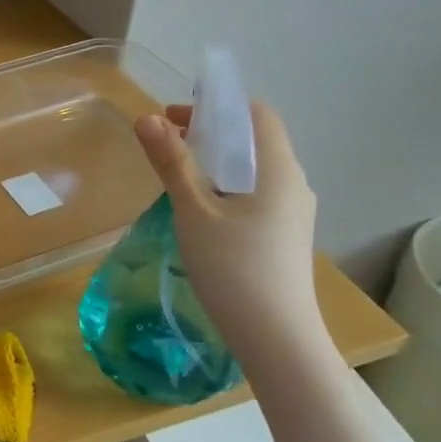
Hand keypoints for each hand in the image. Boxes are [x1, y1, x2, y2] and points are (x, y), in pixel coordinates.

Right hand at [134, 101, 324, 368]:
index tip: (175, 117)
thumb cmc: (233, 267)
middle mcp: (293, 184)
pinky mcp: (284, 235)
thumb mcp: (194, 211)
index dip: (217, 105)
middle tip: (165, 141)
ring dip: (215, 160)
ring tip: (176, 173)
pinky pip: (254, 193)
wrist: (275, 336)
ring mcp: (292, 212)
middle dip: (210, 131)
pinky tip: (199, 208)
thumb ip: (172, 163)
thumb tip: (147, 118)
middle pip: (254, 140)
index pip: (256, 115)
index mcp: (278, 170)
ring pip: (253, 169)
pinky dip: (225, 185)